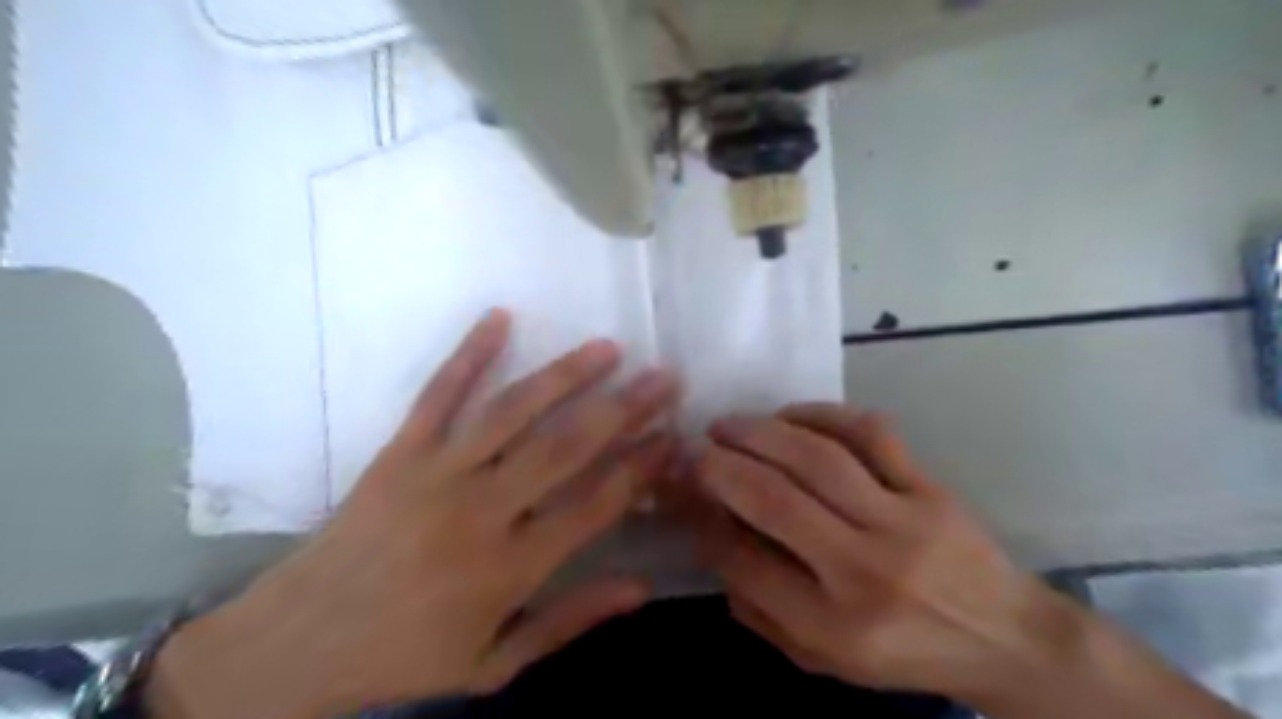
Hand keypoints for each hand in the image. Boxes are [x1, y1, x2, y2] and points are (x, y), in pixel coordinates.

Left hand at [149, 310, 680, 718]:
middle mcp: (480, 511)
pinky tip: (499, 316)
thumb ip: (570, 620)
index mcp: (509, 568)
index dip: (641, 467)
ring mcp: (435, 473)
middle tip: (663, 376)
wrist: (293, 647)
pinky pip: (438, 394)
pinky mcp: (398, 453)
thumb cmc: (402, 660)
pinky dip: (468, 352)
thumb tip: (641, 586)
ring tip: (607, 347)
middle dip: (623, 409)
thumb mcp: (494, 664)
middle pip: (565, 447)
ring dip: (564, 374)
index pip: (596, 504)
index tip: (674, 436)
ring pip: (512, 411)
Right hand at [697, 404, 1055, 702]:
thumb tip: (713, 539)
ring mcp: (904, 521)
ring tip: (726, 425)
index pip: (746, 564)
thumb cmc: (903, 654)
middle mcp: (867, 570)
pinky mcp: (928, 487)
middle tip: (693, 447)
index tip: (684, 494)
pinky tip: (789, 415)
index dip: (703, 522)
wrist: (1006, 639)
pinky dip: (821, 414)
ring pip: (818, 458)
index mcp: (836, 627)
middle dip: (720, 466)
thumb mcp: (822, 658)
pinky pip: (870, 433)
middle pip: (776, 500)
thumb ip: (760, 607)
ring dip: (760, 433)